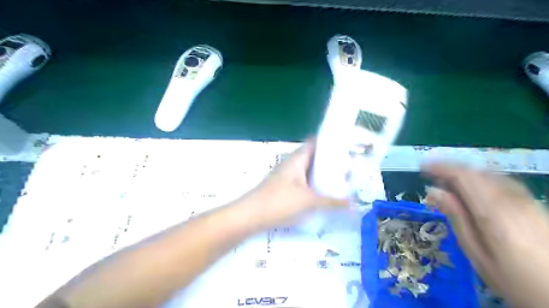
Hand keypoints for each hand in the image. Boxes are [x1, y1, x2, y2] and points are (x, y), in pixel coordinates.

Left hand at [244, 139, 348, 230]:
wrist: (250, 216)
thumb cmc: (280, 201)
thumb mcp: (309, 201)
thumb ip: (332, 202)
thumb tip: (353, 204)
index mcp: (297, 159)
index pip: (315, 142)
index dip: (330, 142)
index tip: (347, 147)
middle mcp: (292, 164)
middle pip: (314, 157)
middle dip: (330, 162)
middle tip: (348, 168)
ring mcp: (287, 176)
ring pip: (309, 171)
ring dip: (322, 175)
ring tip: (340, 181)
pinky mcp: (284, 188)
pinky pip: (303, 182)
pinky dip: (314, 185)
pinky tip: (323, 195)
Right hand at [421, 164, 548, 307]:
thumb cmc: (514, 279)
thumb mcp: (476, 252)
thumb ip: (456, 218)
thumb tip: (434, 191)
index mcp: (492, 211)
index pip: (463, 176)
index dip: (440, 167)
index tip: (422, 167)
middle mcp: (510, 199)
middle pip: (476, 172)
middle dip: (450, 170)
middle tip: (431, 178)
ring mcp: (525, 200)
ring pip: (489, 174)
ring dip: (464, 173)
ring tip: (447, 183)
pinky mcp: (532, 204)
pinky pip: (501, 181)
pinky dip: (480, 179)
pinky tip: (474, 189)